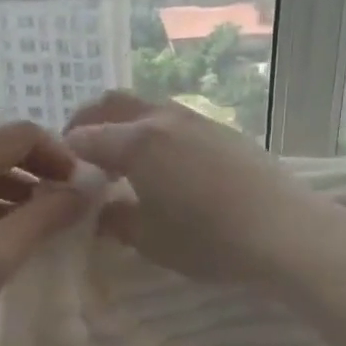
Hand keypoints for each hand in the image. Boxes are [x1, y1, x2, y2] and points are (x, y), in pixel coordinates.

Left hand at [0, 122, 94, 345]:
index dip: (60, 156)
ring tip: (43, 229)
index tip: (83, 190)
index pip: (22, 135)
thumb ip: (47, 216)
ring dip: (16, 194)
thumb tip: (86, 190)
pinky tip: (6, 238)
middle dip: (39, 175)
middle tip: (68, 211)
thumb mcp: (2, 253)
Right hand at [63, 92, 323, 281]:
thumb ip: (116, 221)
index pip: (86, 137)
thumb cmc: (208, 240)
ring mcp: (196, 119)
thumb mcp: (150, 240)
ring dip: (125, 124)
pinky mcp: (223, 130)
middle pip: (113, 105)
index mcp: (136, 143)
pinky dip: (155, 132)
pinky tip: (166, 163)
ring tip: (123, 157)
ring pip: (147, 107)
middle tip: (81, 152)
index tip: (61, 173)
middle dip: (89, 122)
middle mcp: (163, 119)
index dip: (67, 153)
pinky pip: (175, 120)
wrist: (283, 230)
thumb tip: (100, 211)